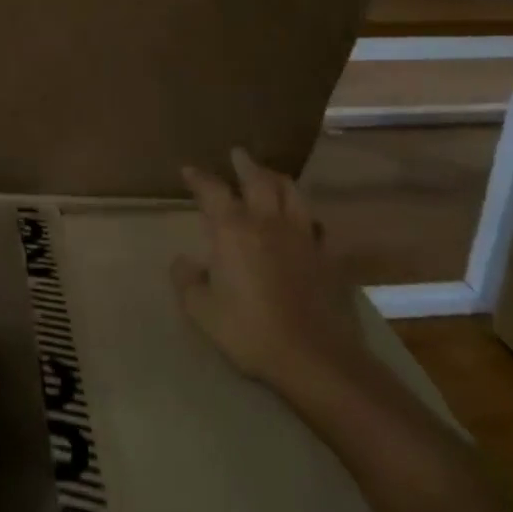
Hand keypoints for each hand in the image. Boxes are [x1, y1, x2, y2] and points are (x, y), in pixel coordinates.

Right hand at [172, 148, 379, 406]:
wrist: (316, 357)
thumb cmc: (250, 331)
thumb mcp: (201, 311)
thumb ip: (187, 281)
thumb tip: (184, 262)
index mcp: (233, 230)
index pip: (213, 190)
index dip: (199, 178)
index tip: (189, 170)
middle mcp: (268, 222)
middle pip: (258, 179)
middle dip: (245, 163)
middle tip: (238, 154)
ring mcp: (303, 236)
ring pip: (292, 192)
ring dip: (277, 179)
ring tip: (270, 176)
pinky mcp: (328, 255)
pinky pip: (316, 223)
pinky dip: (304, 214)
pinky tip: (302, 221)